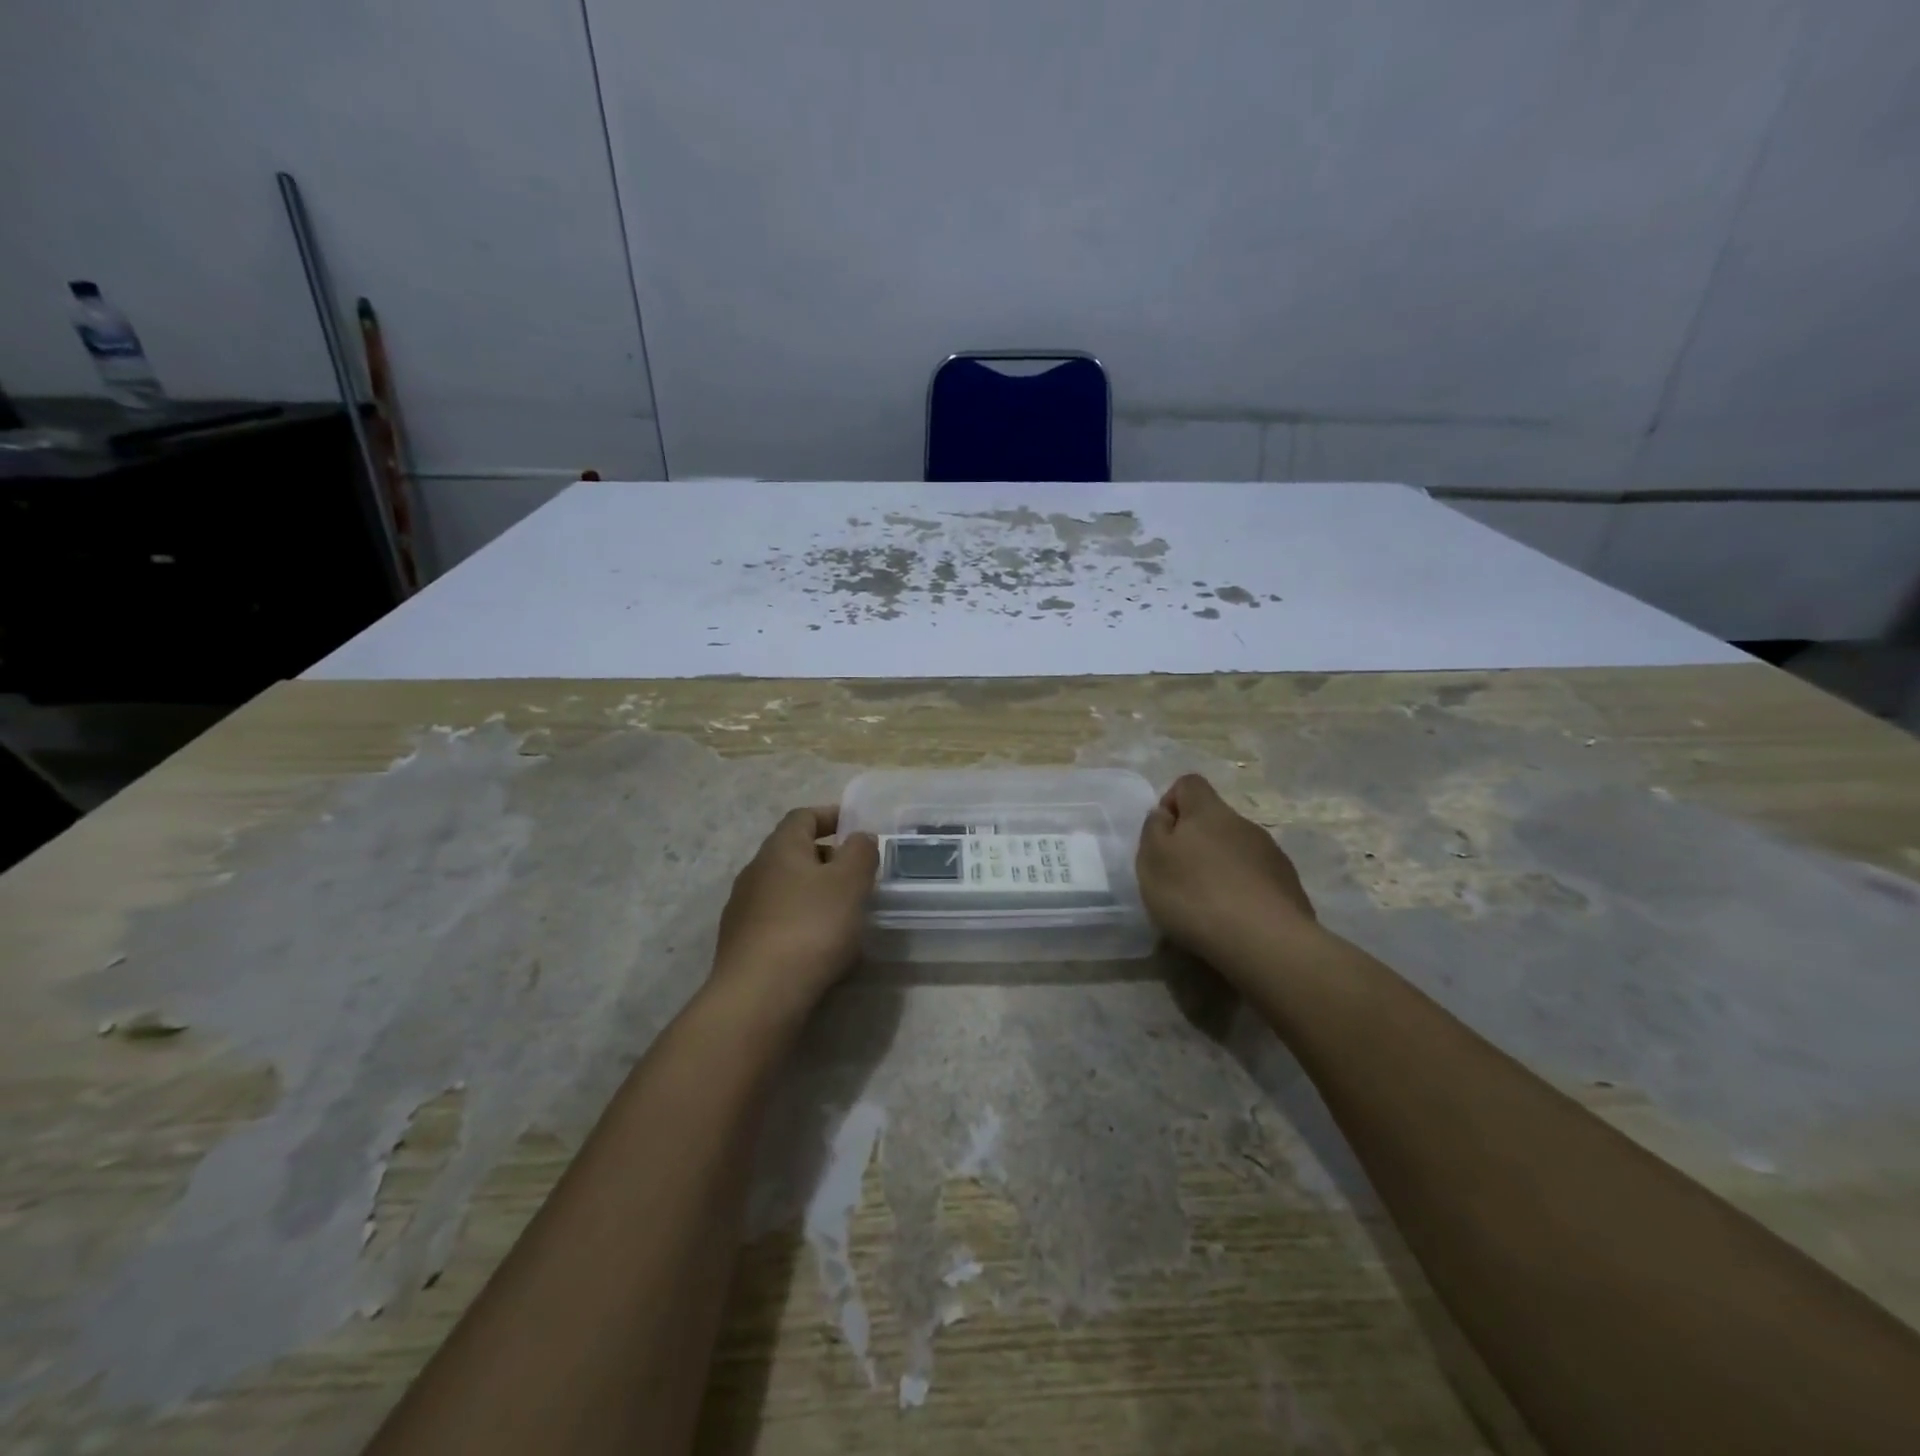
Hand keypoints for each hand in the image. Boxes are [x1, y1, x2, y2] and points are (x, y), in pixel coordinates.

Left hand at [711, 806, 878, 1023]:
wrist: (759, 995)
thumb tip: (859, 838)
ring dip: (815, 893)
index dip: (830, 816)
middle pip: (794, 853)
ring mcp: (743, 910)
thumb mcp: (850, 883)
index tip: (856, 827)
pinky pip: (778, 921)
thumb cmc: (811, 927)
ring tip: (845, 914)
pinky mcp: (742, 945)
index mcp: (780, 849)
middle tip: (859, 876)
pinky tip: (821, 947)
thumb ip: (861, 852)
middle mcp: (755, 872)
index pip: (803, 817)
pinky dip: (802, 922)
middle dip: (828, 859)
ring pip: (786, 889)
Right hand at [1136, 774, 1315, 967]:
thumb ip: (1153, 829)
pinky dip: (1242, 892)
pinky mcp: (1290, 887)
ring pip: (1237, 850)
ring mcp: (1272, 855)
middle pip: (1214, 820)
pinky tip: (1234, 920)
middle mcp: (1244, 823)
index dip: (1170, 802)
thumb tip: (1165, 814)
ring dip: (1220, 868)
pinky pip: (1257, 879)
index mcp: (1208, 811)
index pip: (1189, 784)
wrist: (1266, 941)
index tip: (1162, 837)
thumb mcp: (1152, 859)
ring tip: (1207, 906)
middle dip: (1195, 842)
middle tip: (1179, 878)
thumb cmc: (1195, 894)